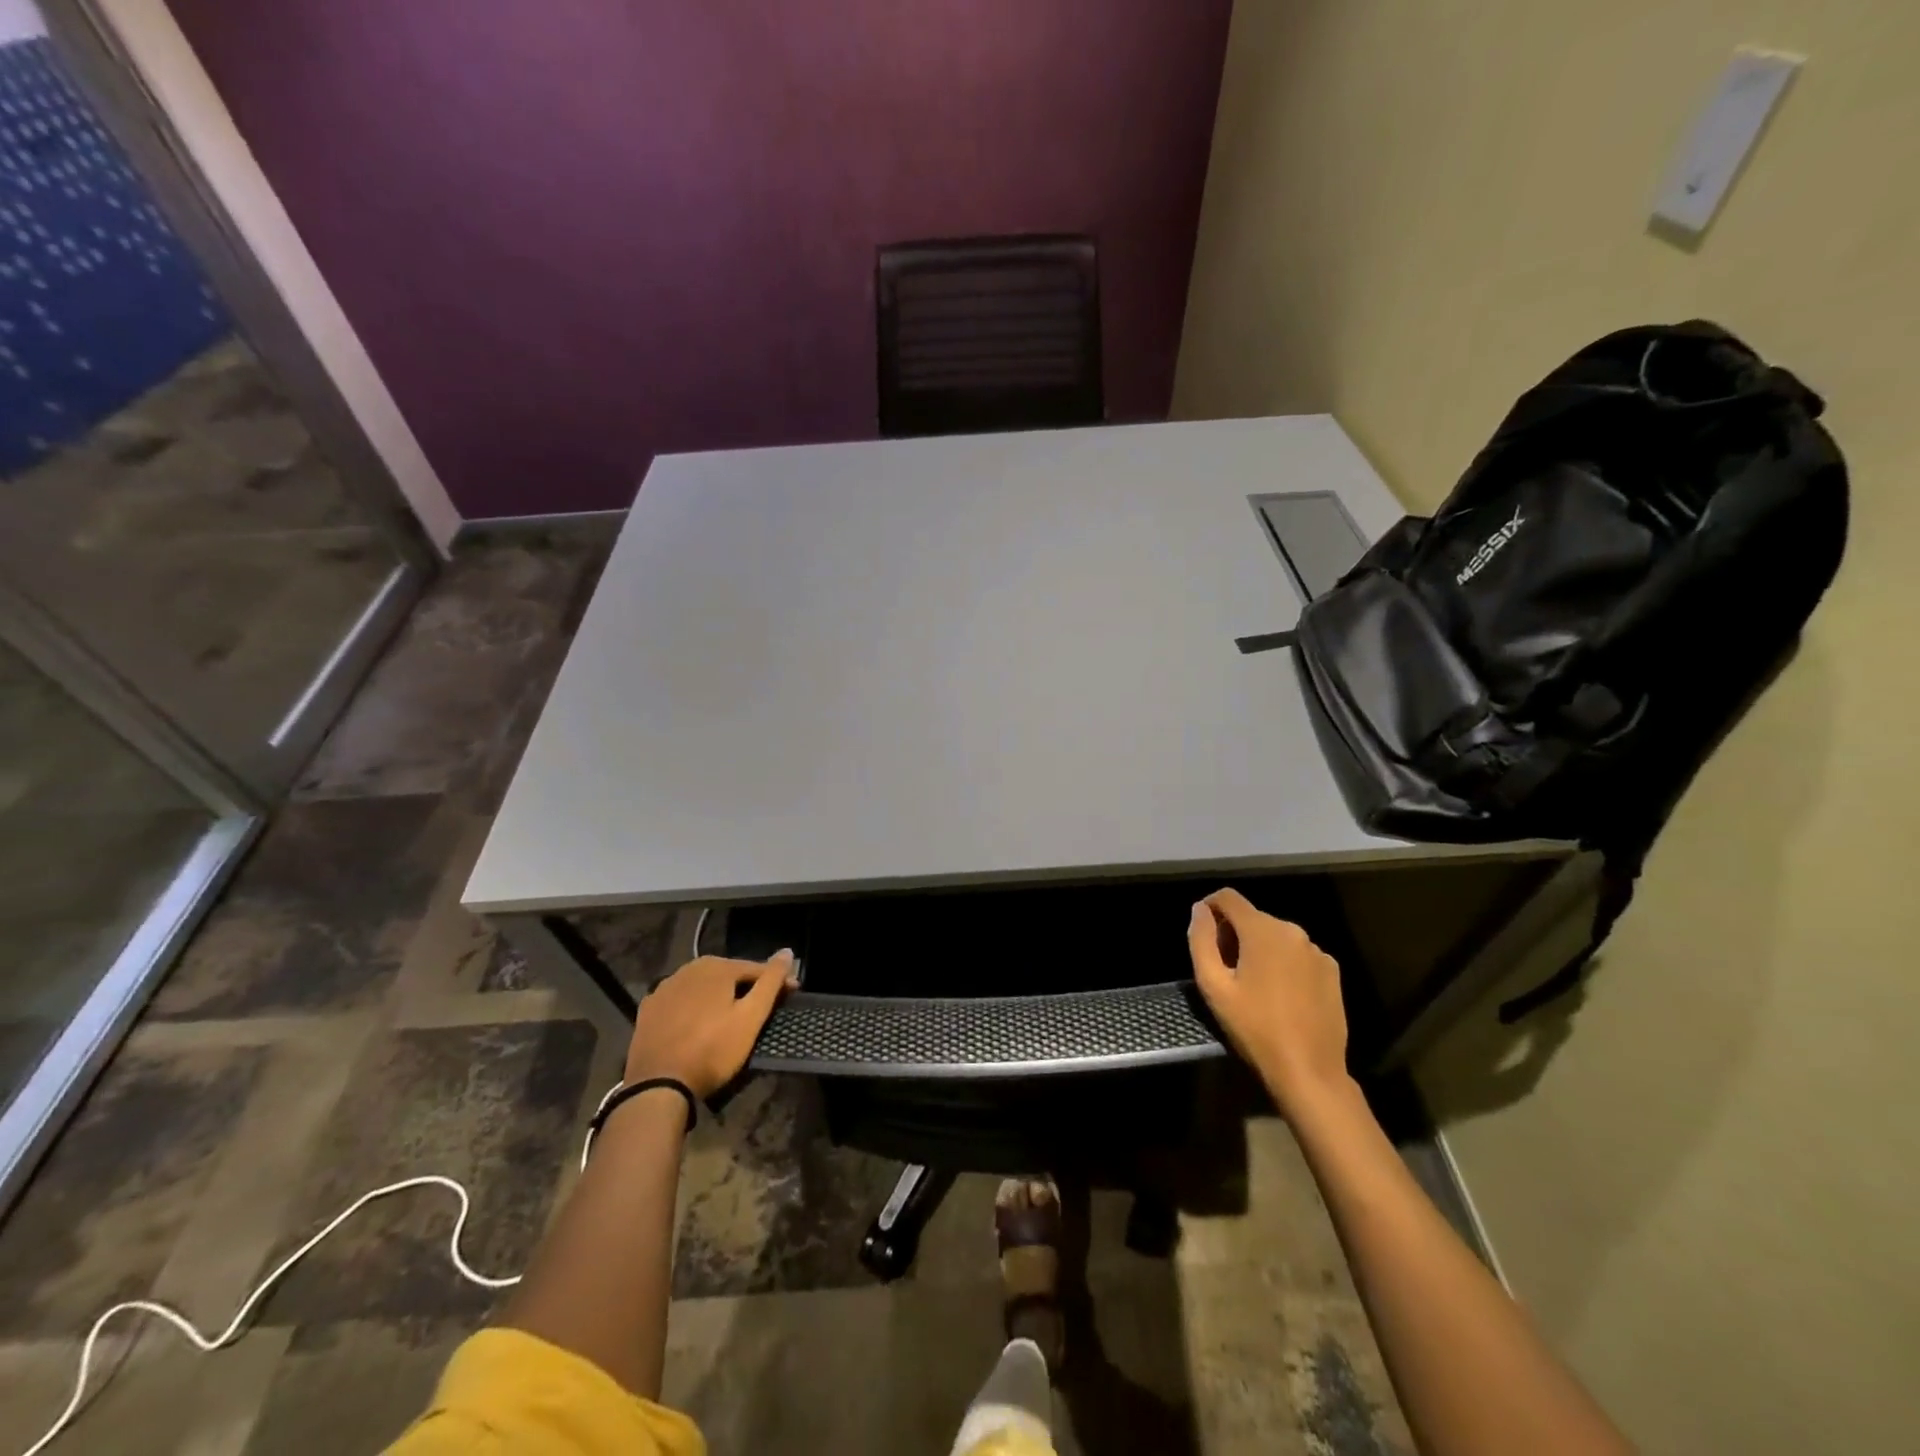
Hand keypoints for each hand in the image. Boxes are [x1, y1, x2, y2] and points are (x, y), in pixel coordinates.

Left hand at [625, 950, 797, 1097]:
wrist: (658, 1085)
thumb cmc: (712, 1050)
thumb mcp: (750, 1017)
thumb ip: (770, 982)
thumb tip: (787, 951)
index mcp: (716, 966)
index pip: (756, 968)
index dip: (777, 981)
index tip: (792, 995)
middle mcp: (688, 968)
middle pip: (728, 975)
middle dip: (747, 987)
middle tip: (761, 1009)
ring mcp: (664, 988)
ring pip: (703, 986)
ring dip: (719, 996)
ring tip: (731, 1017)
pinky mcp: (649, 1009)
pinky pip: (680, 1001)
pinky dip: (693, 1007)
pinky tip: (698, 1024)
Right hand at [1187, 889, 1351, 1115]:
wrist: (1309, 1071)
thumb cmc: (1254, 1027)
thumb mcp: (1213, 985)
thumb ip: (1201, 940)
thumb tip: (1200, 909)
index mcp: (1262, 930)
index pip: (1228, 898)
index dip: (1209, 907)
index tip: (1202, 932)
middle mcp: (1293, 930)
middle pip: (1252, 917)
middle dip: (1233, 934)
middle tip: (1223, 969)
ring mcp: (1317, 951)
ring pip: (1275, 936)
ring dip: (1258, 949)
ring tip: (1251, 984)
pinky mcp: (1331, 971)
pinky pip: (1297, 954)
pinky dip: (1282, 963)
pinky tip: (1279, 994)